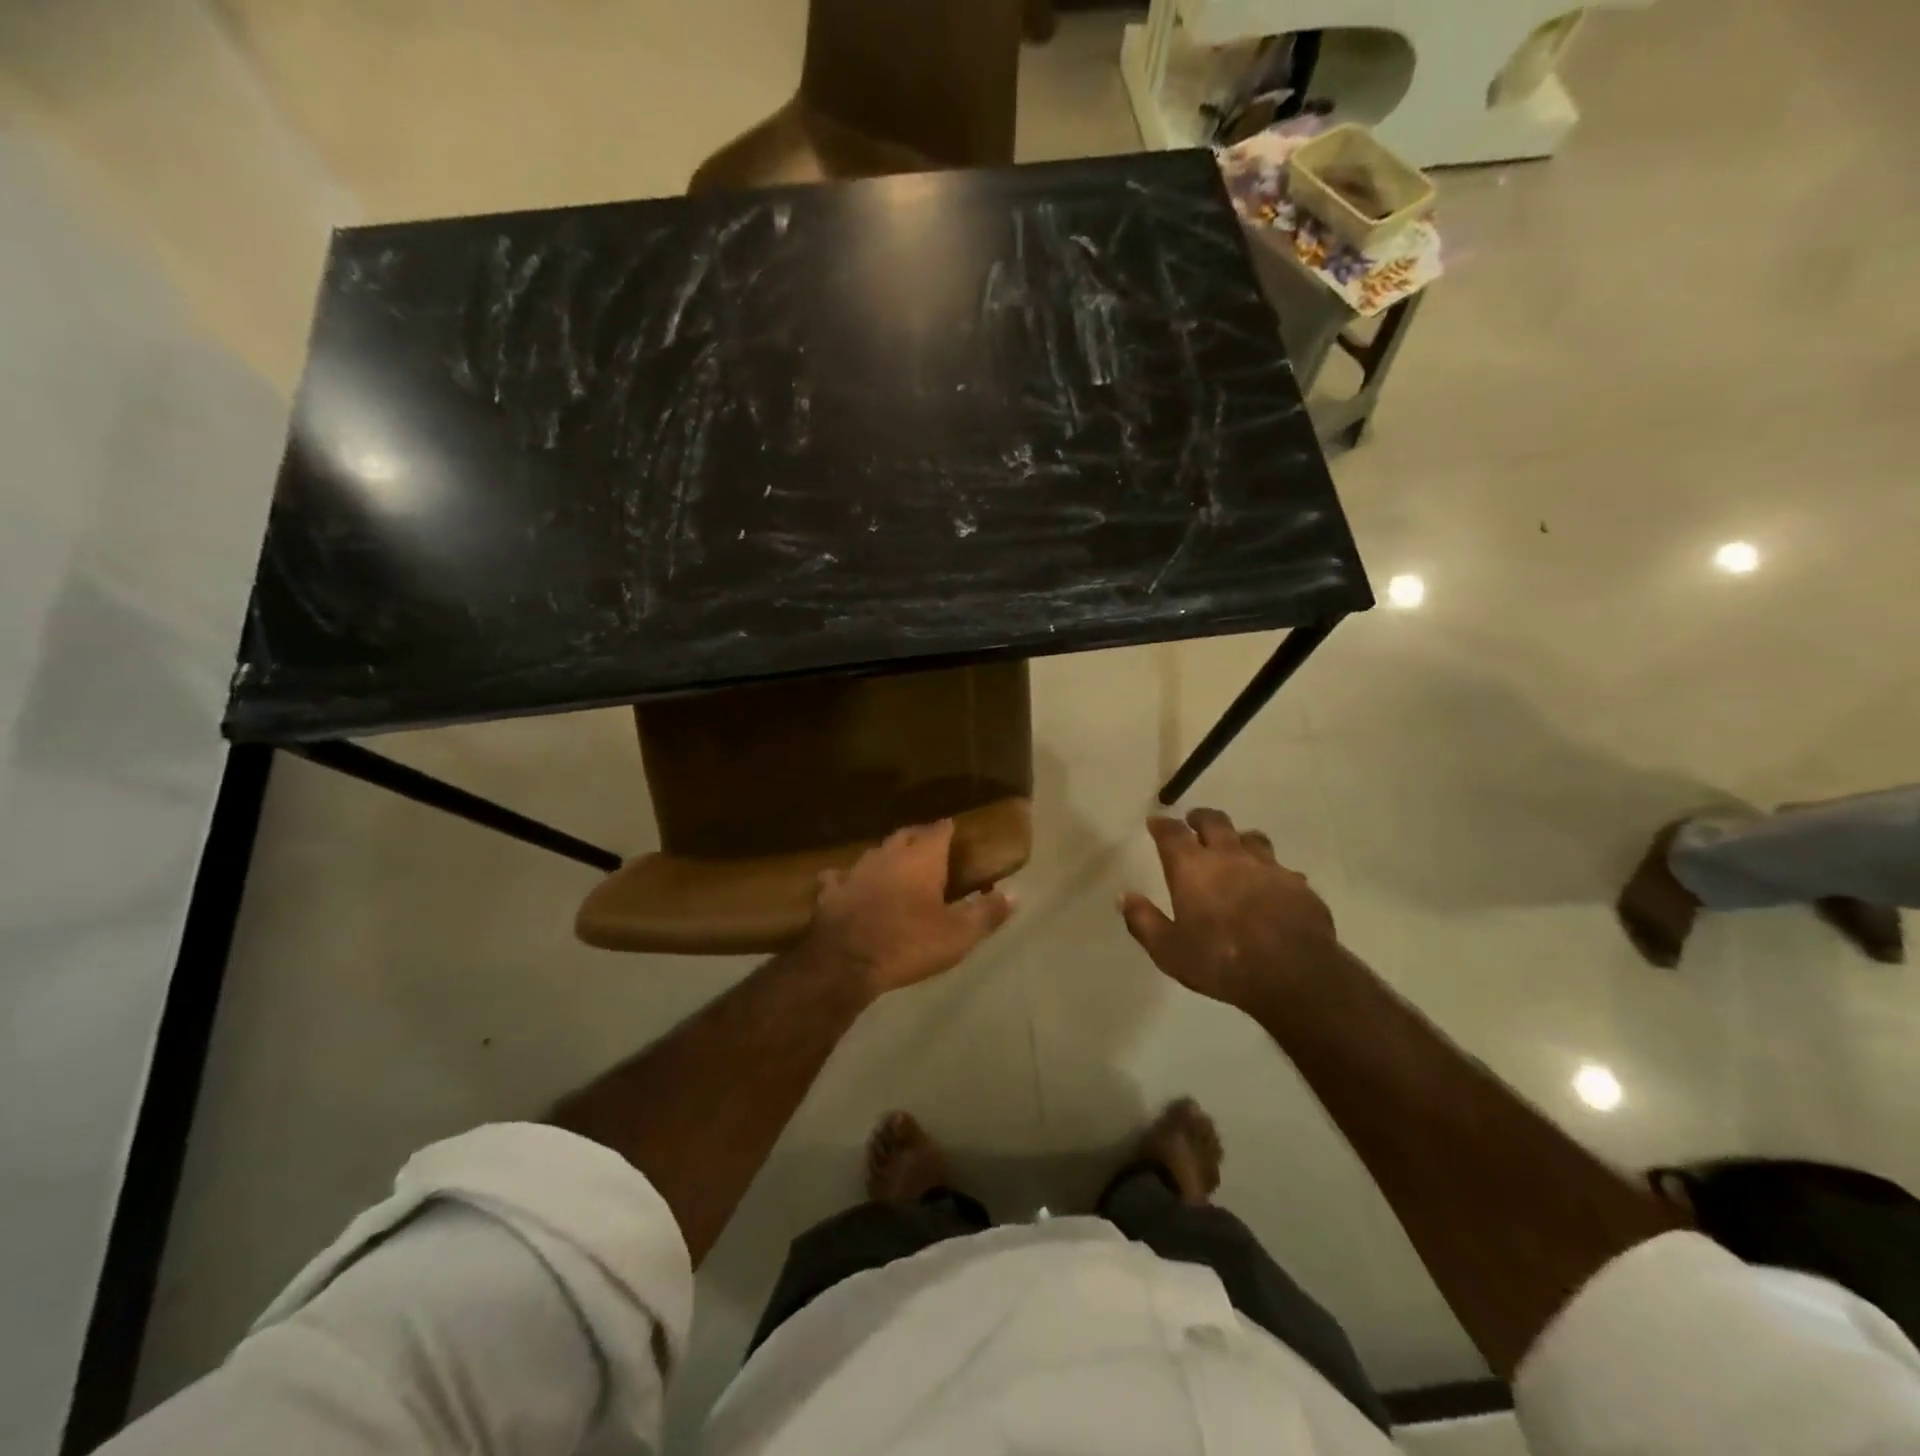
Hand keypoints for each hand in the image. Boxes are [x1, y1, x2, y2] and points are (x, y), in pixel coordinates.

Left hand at [807, 820, 1016, 995]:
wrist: (846, 962)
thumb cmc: (909, 944)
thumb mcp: (958, 935)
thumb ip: (986, 913)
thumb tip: (1015, 894)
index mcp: (922, 860)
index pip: (939, 830)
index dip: (948, 828)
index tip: (955, 829)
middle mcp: (889, 855)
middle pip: (906, 835)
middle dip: (919, 836)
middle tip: (930, 845)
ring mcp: (856, 870)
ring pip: (875, 851)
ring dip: (887, 854)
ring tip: (896, 863)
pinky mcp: (831, 890)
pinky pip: (839, 876)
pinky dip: (848, 878)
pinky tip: (847, 883)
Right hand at [1120, 808, 1337, 1010]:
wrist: (1293, 974)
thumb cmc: (1221, 961)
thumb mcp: (1169, 950)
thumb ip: (1144, 921)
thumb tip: (1124, 897)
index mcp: (1192, 868)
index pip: (1172, 833)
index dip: (1162, 825)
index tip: (1155, 822)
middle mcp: (1229, 857)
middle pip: (1214, 822)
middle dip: (1201, 818)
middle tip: (1194, 822)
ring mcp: (1267, 867)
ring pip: (1251, 837)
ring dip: (1238, 839)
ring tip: (1235, 848)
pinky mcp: (1297, 884)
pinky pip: (1281, 868)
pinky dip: (1271, 872)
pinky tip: (1272, 886)